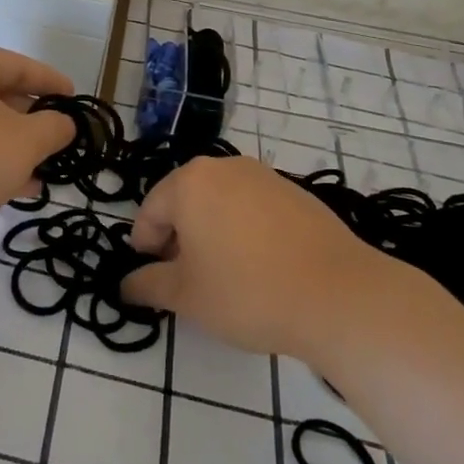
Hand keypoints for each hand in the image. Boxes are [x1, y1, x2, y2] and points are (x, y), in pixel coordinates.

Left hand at [0, 45, 76, 251]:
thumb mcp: (26, 142)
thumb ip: (54, 127)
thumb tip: (63, 123)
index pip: (20, 65)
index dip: (52, 82)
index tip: (74, 99)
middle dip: (29, 119)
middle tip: (56, 138)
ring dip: (9, 145)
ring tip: (40, 172)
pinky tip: (8, 188)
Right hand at [122, 156, 398, 365]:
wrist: (338, 296)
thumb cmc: (247, 291)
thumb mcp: (187, 296)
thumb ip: (148, 285)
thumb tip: (125, 286)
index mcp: (189, 182)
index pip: (150, 210)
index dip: (145, 246)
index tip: (153, 277)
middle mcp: (224, 167)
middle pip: (185, 200)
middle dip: (178, 237)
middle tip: (185, 279)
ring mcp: (264, 176)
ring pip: (220, 202)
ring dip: (211, 233)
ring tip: (223, 275)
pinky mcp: (296, 193)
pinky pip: (253, 208)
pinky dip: (244, 231)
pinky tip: (259, 267)